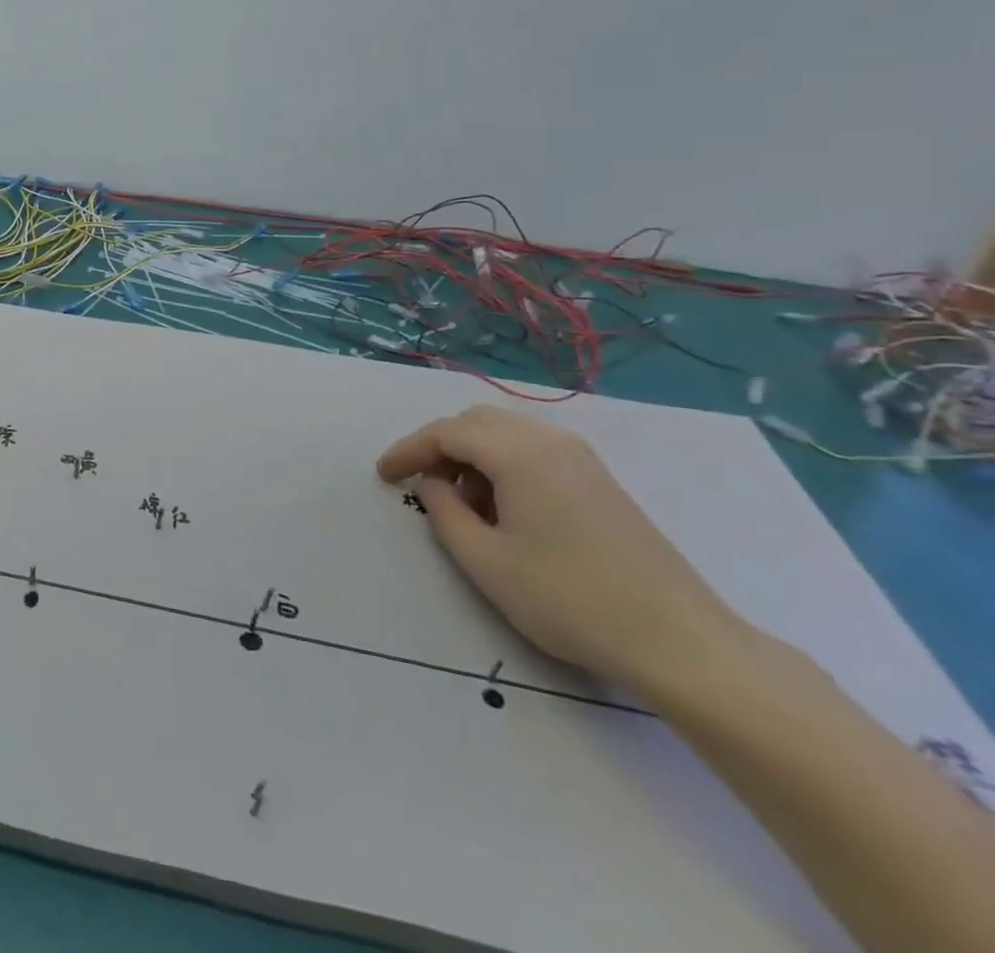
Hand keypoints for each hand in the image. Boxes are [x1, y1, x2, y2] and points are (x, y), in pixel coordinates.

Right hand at [376, 404, 742, 692]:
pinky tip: (505, 510)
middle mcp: (550, 442)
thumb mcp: (485, 562)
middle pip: (477, 422)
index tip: (384, 476)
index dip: (408, 450)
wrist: (681, 642)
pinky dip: (505, 465)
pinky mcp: (601, 482)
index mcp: (518, 453)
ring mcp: (582, 460)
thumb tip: (433, 485)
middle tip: (421, 485)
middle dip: (440, 446)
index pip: (446, 432)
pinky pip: (535, 452)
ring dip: (473, 455)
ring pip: (508, 434)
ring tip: (463, 504)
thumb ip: (444, 513)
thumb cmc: (569, 599)